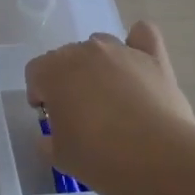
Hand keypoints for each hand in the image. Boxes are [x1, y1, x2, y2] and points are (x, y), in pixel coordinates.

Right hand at [24, 21, 194, 194]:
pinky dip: (138, 43)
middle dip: (69, 80)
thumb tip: (52, 137)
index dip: (40, 94)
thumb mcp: (60, 157)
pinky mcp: (153, 59)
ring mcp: (120, 51)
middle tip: (81, 113)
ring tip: (111, 96)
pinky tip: (139, 59)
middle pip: (67, 57)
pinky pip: (143, 35)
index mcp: (53, 71)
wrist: (159, 159)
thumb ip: (49, 141)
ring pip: (100, 45)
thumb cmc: (100, 158)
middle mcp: (83, 52)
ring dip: (98, 65)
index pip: (35, 72)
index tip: (51, 117)